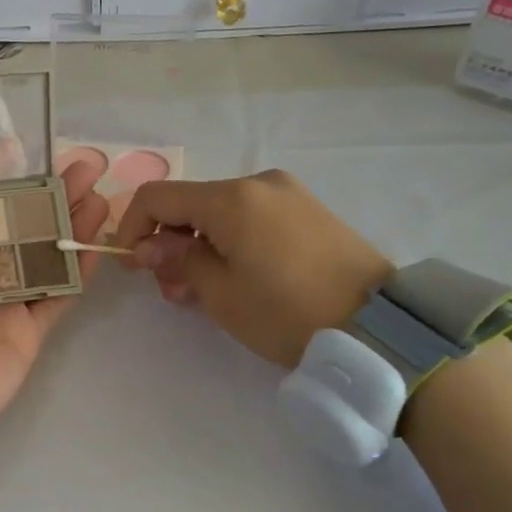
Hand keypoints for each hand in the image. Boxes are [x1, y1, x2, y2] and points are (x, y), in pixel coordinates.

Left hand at [0, 162, 109, 443]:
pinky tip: (98, 242)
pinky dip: (78, 273)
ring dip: (69, 227)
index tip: (22, 149)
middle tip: (83, 165)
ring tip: (99, 193)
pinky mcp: (28, 333)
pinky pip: (57, 297)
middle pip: (18, 228)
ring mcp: (4, 305)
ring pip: (44, 257)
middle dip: (48, 196)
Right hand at [115, 171, 393, 367]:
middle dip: (168, 242)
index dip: (132, 227)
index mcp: (231, 198)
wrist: (380, 328)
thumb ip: (176, 260)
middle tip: (169, 289)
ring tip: (199, 290)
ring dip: (197, 245)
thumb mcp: (219, 293)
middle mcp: (258, 184)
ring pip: (219, 213)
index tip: (131, 265)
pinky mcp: (308, 212)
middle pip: (190, 203)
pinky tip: (234, 277)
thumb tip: (148, 246)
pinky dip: (229, 242)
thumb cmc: (286, 311)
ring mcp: (288, 195)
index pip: (157, 197)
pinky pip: (250, 218)